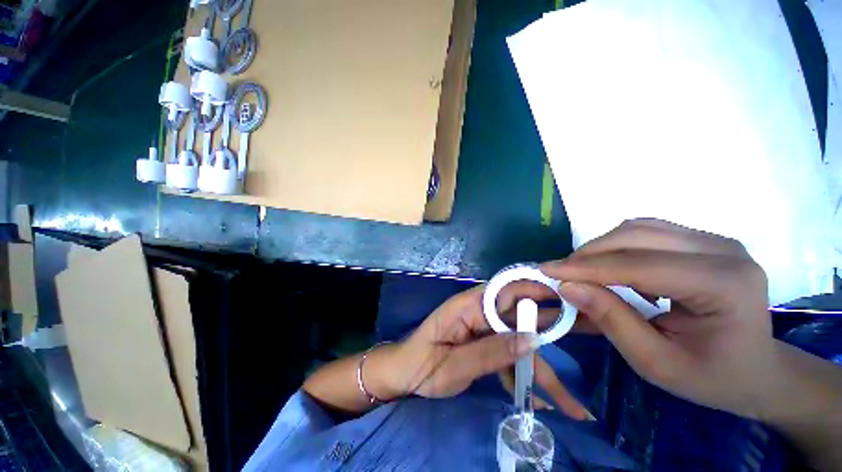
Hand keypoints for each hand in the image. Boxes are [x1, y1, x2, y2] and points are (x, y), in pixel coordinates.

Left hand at [381, 284, 591, 419]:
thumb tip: (532, 340)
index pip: (507, 290)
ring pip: (518, 343)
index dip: (536, 289)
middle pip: (520, 318)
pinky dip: (524, 379)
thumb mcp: (454, 364)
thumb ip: (491, 352)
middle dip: (552, 333)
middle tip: (591, 339)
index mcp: (469, 305)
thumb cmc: (421, 365)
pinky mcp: (484, 345)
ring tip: (573, 405)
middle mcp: (480, 312)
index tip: (569, 297)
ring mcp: (483, 330)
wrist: (404, 374)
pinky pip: (508, 357)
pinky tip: (543, 403)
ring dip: (543, 372)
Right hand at [541, 219, 776, 419]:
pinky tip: (616, 269)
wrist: (759, 371)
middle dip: (589, 254)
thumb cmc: (713, 377)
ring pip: (637, 228)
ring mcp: (715, 240)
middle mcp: (723, 250)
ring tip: (584, 273)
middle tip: (562, 274)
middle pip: (636, 236)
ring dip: (601, 248)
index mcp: (724, 284)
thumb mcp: (657, 363)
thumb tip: (568, 287)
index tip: (546, 270)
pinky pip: (647, 231)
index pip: (639, 265)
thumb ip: (612, 321)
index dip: (586, 267)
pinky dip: (619, 247)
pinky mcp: (703, 240)